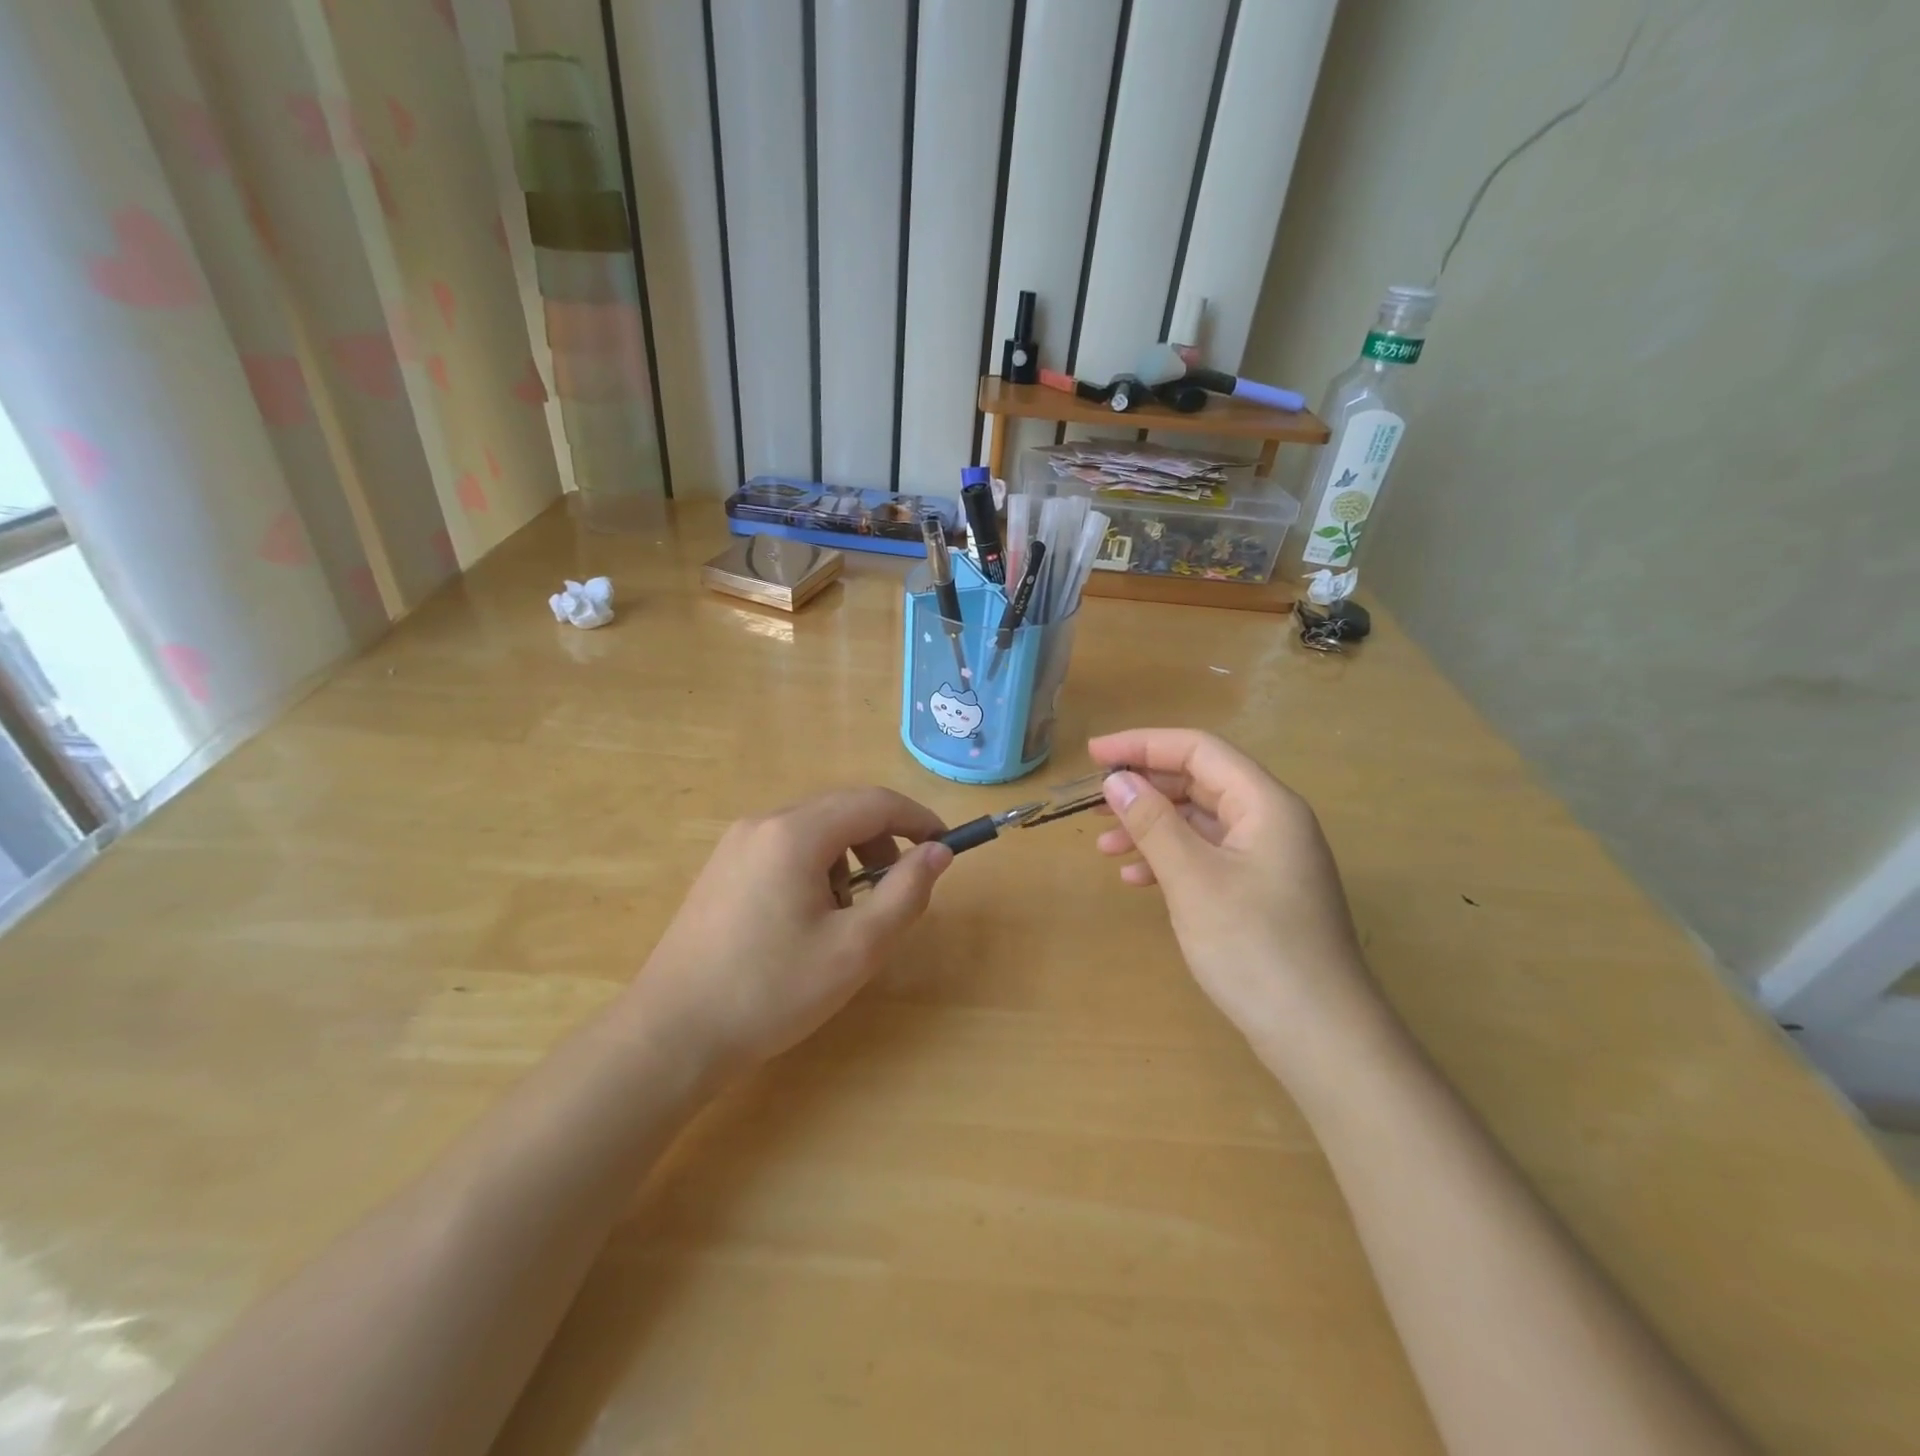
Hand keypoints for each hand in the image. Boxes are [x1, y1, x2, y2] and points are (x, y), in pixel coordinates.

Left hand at [624, 787, 952, 1075]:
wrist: (672, 1033)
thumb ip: (906, 893)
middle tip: (898, 889)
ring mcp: (736, 844)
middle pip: (842, 810)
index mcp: (795, 833)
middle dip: (883, 840)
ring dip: (849, 857)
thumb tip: (938, 852)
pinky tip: (808, 918)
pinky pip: (785, 848)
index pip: (874, 802)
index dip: (917, 819)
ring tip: (848, 914)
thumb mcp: (856, 948)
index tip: (945, 847)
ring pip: (814, 829)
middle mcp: (763, 823)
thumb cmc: (771, 991)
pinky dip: (816, 867)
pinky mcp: (722, 868)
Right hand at [1087, 729, 1377, 1054]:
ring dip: (1151, 827)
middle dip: (1144, 788)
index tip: (1093, 755)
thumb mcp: (1194, 880)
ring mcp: (1268, 860)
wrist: (1321, 1037)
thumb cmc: (1256, 949)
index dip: (1143, 745)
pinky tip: (1136, 879)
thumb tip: (1116, 780)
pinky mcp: (1260, 893)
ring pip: (1199, 823)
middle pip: (1199, 783)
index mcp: (1265, 804)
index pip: (1199, 751)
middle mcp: (1271, 822)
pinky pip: (1207, 857)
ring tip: (1104, 847)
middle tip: (1093, 802)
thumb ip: (1153, 823)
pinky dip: (1169, 860)